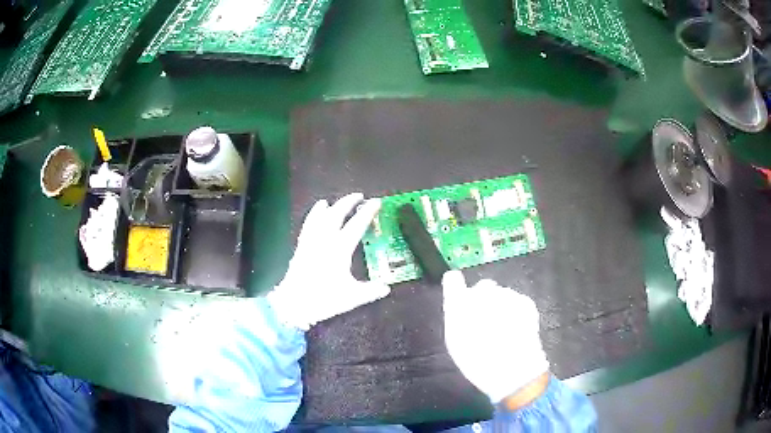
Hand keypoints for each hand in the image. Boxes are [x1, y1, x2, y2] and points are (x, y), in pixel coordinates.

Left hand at [267, 193, 390, 330]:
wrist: (294, 303)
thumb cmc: (324, 299)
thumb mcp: (352, 297)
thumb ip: (371, 291)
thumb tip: (387, 288)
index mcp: (340, 249)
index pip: (357, 224)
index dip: (367, 212)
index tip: (376, 202)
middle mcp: (325, 239)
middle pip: (337, 214)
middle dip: (348, 202)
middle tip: (359, 196)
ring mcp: (311, 241)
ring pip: (320, 216)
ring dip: (330, 206)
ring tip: (333, 201)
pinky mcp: (301, 246)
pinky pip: (308, 224)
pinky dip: (313, 215)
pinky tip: (315, 213)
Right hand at [442, 270, 548, 403]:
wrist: (513, 368)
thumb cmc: (478, 361)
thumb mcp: (456, 342)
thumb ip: (454, 316)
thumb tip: (456, 300)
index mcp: (460, 304)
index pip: (452, 280)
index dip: (455, 285)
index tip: (457, 292)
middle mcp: (483, 293)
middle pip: (482, 288)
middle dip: (483, 300)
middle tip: (486, 322)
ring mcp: (506, 295)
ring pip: (501, 295)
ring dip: (501, 306)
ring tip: (503, 330)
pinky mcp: (525, 301)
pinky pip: (517, 301)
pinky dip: (516, 311)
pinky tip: (515, 329)